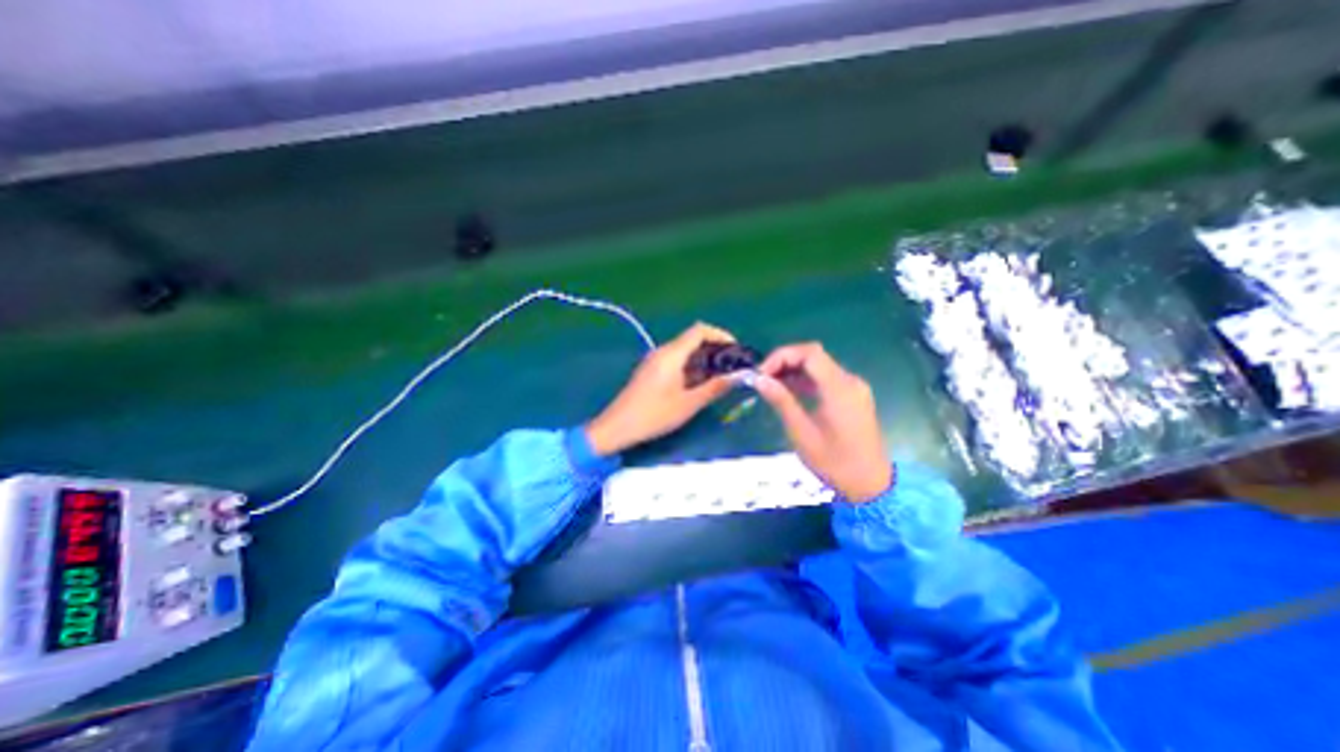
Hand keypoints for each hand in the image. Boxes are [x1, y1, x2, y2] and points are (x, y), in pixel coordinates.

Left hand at [588, 320, 738, 453]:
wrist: (618, 427)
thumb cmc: (654, 415)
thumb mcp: (689, 404)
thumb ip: (715, 388)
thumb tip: (738, 377)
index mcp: (672, 354)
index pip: (699, 331)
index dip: (720, 335)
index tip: (736, 350)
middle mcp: (663, 352)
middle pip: (693, 340)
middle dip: (715, 350)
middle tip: (732, 367)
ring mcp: (655, 361)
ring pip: (685, 352)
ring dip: (704, 360)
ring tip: (721, 377)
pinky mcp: (652, 371)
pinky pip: (676, 362)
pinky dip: (692, 368)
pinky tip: (701, 384)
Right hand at [753, 343, 887, 502]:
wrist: (871, 485)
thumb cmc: (834, 462)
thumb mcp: (802, 433)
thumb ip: (782, 401)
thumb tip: (759, 380)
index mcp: (839, 388)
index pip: (809, 353)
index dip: (782, 356)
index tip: (762, 373)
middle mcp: (850, 381)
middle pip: (814, 356)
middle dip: (785, 362)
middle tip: (763, 378)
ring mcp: (854, 388)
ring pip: (819, 366)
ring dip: (794, 370)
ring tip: (771, 385)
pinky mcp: (853, 396)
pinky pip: (826, 378)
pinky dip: (806, 380)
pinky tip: (790, 391)